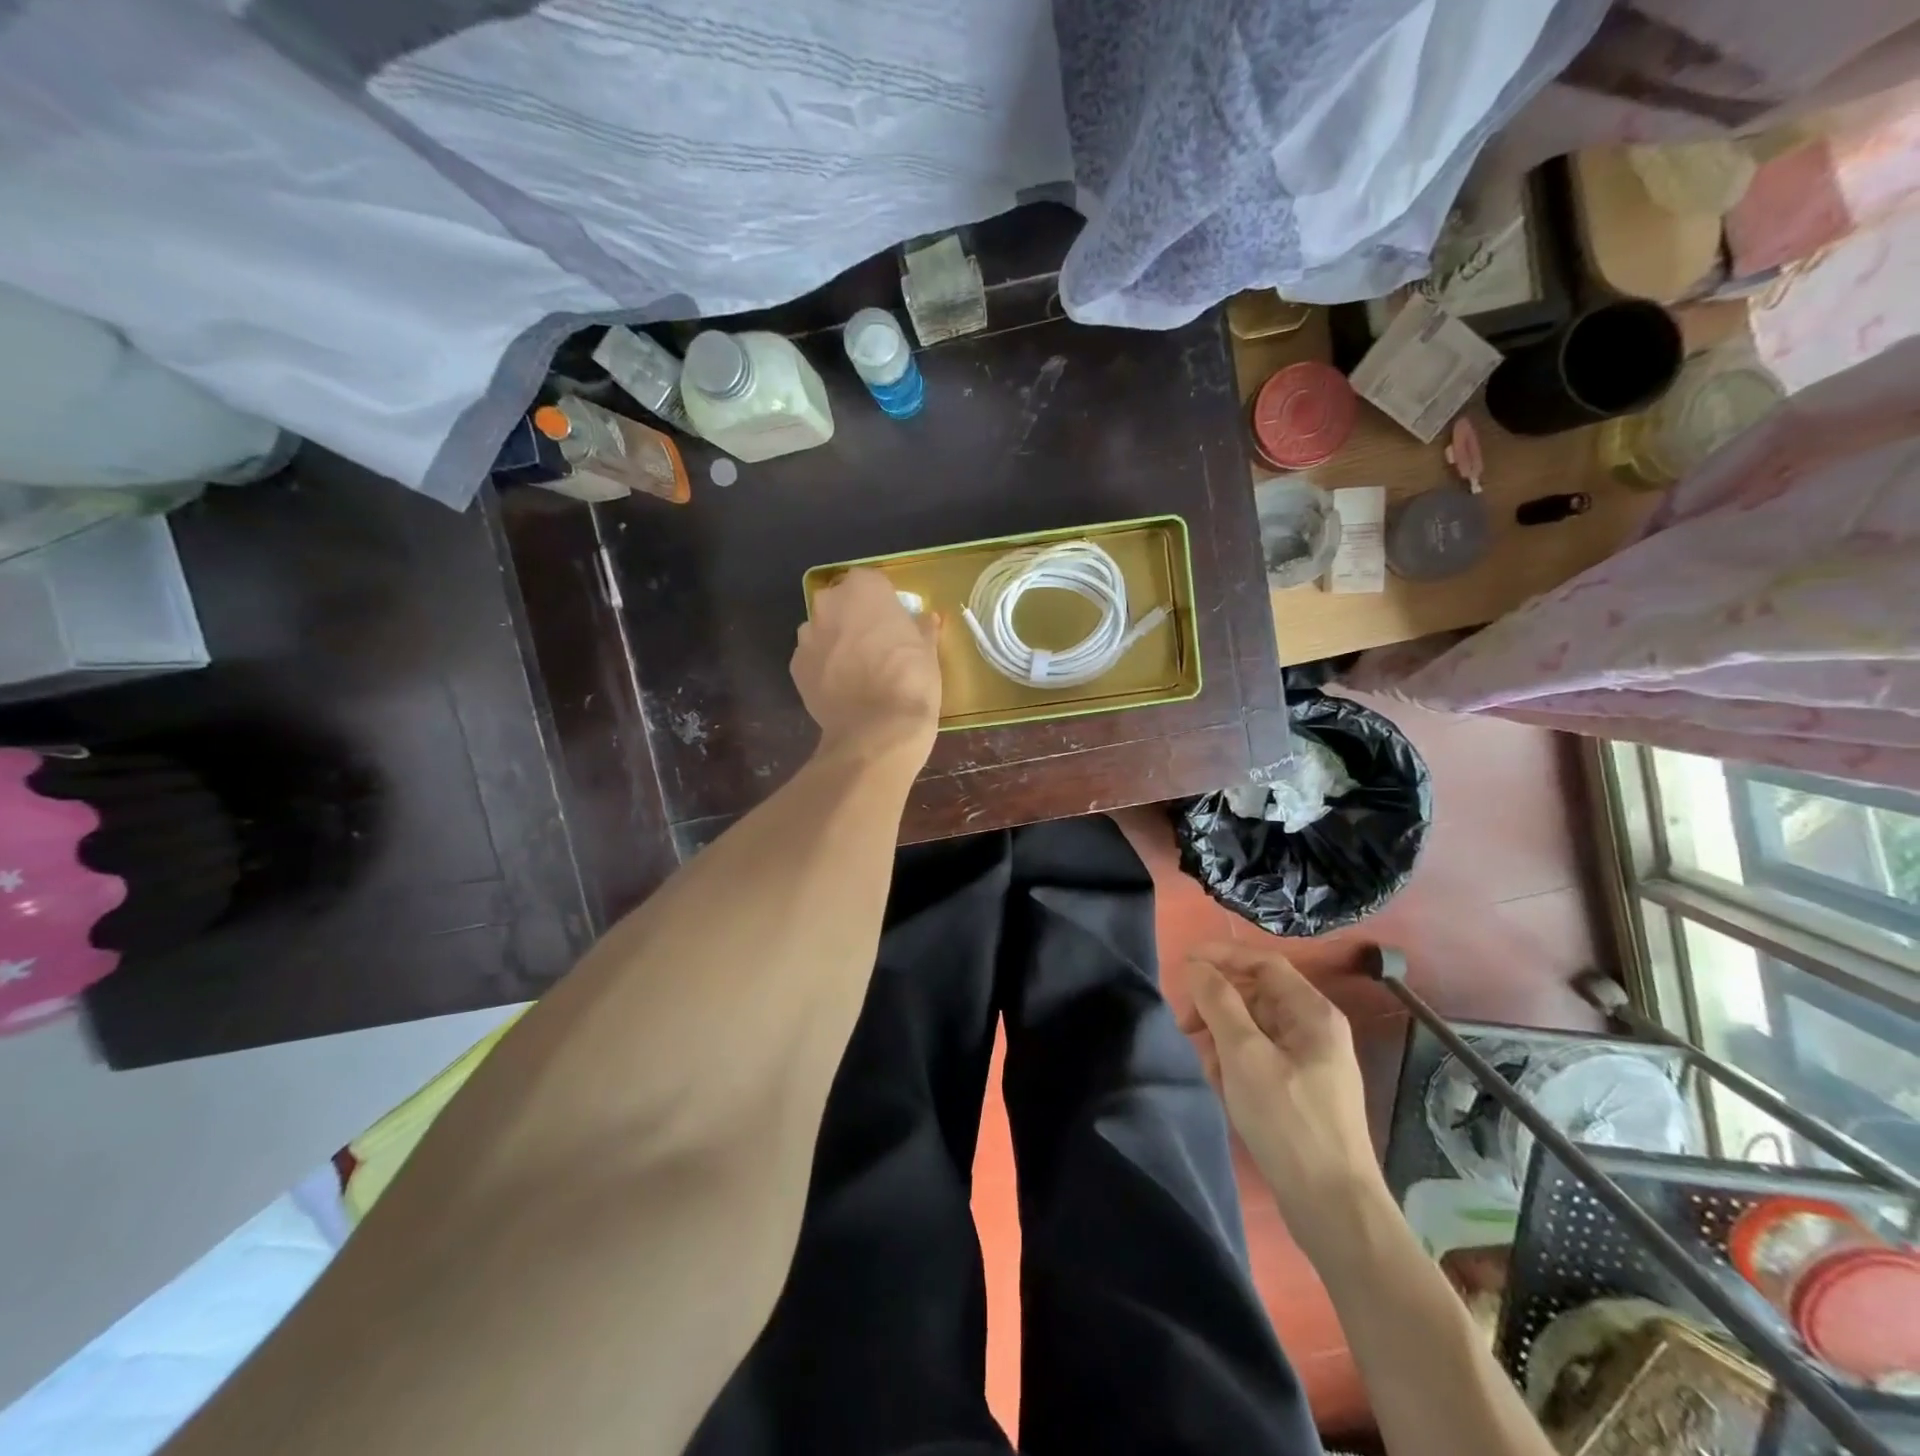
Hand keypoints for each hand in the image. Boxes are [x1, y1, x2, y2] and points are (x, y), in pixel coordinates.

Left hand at [792, 568, 941, 764]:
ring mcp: (808, 636)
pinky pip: (813, 659)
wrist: (877, 730)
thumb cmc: (911, 680)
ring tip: (858, 670)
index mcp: (863, 589)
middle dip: (855, 618)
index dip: (883, 601)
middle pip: (841, 603)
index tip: (894, 621)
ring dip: (836, 642)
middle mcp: (829, 604)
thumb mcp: (928, 650)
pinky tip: (843, 688)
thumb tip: (927, 620)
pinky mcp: (795, 667)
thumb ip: (923, 628)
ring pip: (823, 630)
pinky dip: (824, 668)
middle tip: (876, 644)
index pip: (871, 581)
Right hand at [1180, 941, 1384, 1255]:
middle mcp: (1315, 1030)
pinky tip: (1220, 1085)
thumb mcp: (1244, 1055)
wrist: (1333, 1207)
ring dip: (1222, 1035)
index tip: (1183, 964)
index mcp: (1312, 1013)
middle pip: (1257, 994)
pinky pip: (1259, 1056)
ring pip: (1254, 1027)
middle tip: (1184, 1023)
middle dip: (1217, 1002)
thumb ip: (1218, 1002)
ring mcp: (1310, 1062)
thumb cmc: (1288, 1121)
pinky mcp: (1300, 1090)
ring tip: (1204, 1062)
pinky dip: (1235, 1061)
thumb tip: (1197, 966)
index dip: (1222, 955)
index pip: (1263, 963)